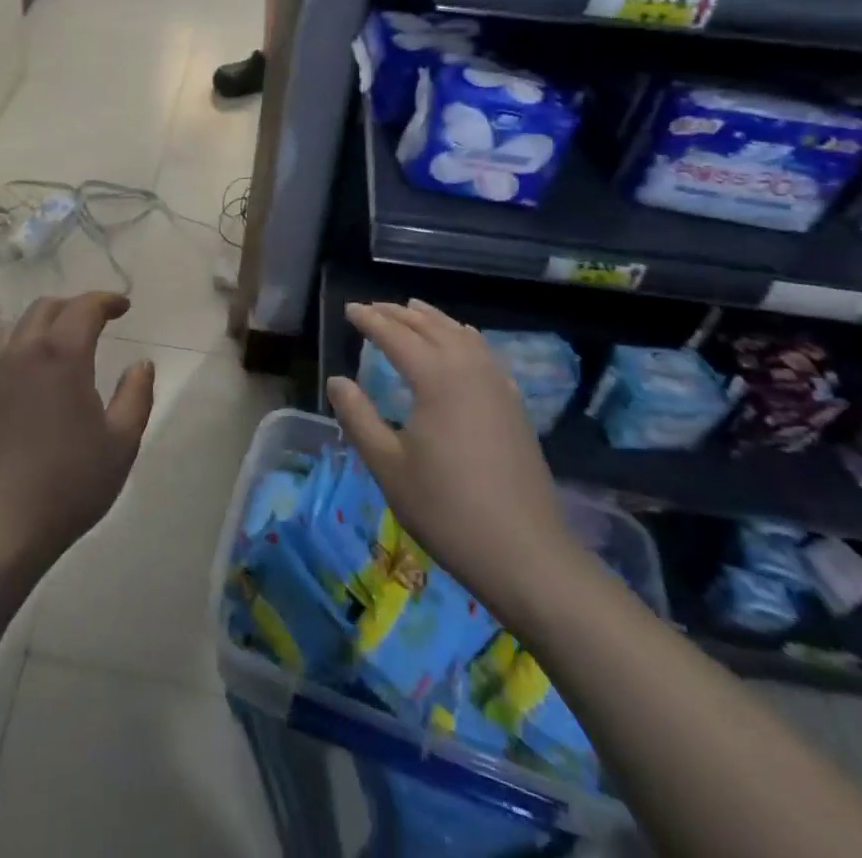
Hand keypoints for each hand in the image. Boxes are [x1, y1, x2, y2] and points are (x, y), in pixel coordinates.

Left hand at [0, 293, 154, 570]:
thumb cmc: (66, 483)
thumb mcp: (121, 443)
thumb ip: (136, 395)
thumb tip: (142, 363)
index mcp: (61, 355)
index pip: (84, 307)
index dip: (106, 300)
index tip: (124, 307)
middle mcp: (22, 351)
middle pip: (46, 307)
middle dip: (74, 306)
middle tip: (95, 320)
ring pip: (15, 326)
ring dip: (42, 322)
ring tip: (59, 341)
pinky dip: (16, 347)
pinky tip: (24, 373)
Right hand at [328, 301, 584, 622]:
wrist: (524, 554)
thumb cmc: (446, 509)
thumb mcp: (388, 465)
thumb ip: (358, 417)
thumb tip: (337, 380)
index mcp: (436, 378)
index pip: (396, 336)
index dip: (370, 320)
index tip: (349, 308)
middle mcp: (469, 369)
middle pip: (430, 327)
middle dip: (399, 314)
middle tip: (373, 307)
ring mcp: (498, 386)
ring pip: (461, 335)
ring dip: (433, 320)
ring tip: (413, 310)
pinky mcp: (514, 406)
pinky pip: (484, 354)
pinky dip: (464, 338)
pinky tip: (462, 343)